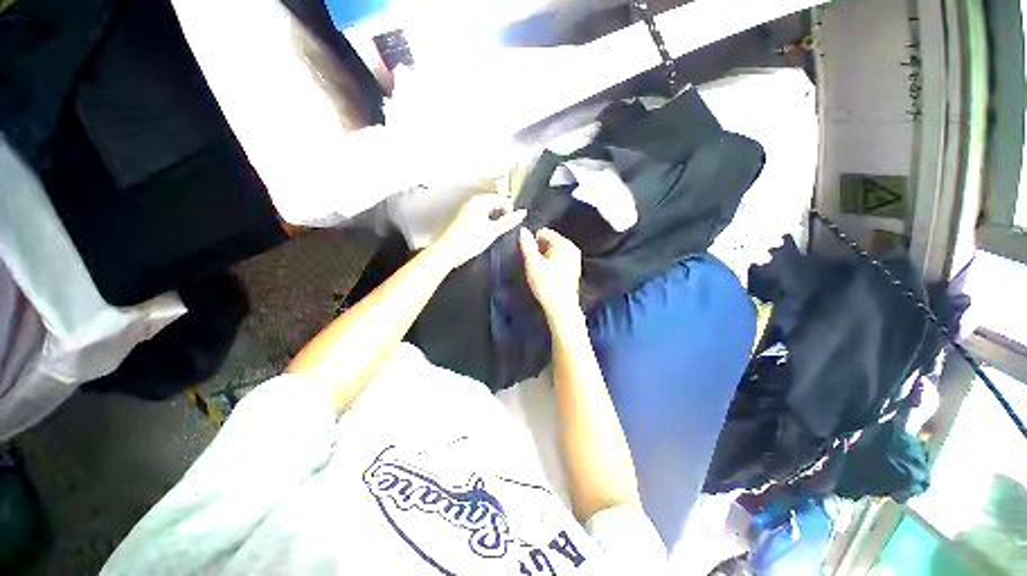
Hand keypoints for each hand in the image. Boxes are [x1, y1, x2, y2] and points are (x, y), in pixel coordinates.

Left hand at [434, 194, 526, 269]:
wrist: (448, 252)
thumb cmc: (470, 241)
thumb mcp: (493, 231)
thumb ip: (509, 221)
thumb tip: (523, 212)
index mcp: (479, 201)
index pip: (501, 198)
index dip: (511, 209)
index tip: (515, 222)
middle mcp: (472, 202)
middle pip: (494, 203)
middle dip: (503, 213)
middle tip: (508, 227)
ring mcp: (467, 210)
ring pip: (488, 210)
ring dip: (496, 219)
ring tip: (499, 231)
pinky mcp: (464, 219)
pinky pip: (481, 216)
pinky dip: (488, 222)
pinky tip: (489, 233)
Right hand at [519, 228, 582, 318]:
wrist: (561, 307)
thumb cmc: (546, 284)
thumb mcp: (532, 263)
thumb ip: (527, 245)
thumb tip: (523, 230)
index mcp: (564, 244)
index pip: (545, 232)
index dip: (533, 240)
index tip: (527, 253)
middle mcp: (572, 249)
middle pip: (550, 241)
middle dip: (539, 249)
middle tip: (532, 262)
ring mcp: (574, 259)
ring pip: (554, 251)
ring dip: (544, 257)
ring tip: (538, 269)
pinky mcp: (573, 270)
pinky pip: (559, 259)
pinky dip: (551, 263)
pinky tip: (546, 274)